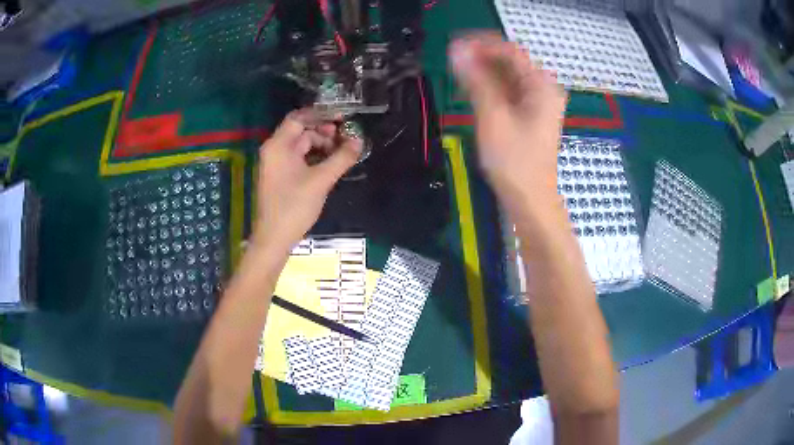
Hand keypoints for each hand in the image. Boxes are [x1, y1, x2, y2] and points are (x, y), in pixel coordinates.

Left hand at [253, 108, 361, 250]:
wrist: (274, 238)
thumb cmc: (294, 206)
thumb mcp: (321, 180)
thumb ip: (341, 158)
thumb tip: (359, 141)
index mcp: (278, 145)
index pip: (299, 118)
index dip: (321, 115)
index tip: (343, 118)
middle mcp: (274, 150)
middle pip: (301, 132)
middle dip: (325, 133)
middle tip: (346, 140)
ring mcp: (276, 164)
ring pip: (302, 146)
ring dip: (322, 147)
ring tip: (342, 155)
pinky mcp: (280, 176)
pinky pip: (299, 159)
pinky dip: (314, 158)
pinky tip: (330, 165)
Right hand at [449, 33, 566, 215]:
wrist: (531, 200)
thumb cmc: (514, 161)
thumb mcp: (493, 117)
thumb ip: (476, 80)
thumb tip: (456, 50)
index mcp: (542, 86)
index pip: (510, 51)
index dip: (481, 45)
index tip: (454, 47)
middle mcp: (544, 89)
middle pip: (510, 63)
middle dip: (481, 59)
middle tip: (451, 63)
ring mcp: (539, 103)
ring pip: (508, 77)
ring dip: (483, 74)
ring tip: (458, 79)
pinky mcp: (531, 115)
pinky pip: (509, 92)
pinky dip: (491, 89)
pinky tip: (473, 94)